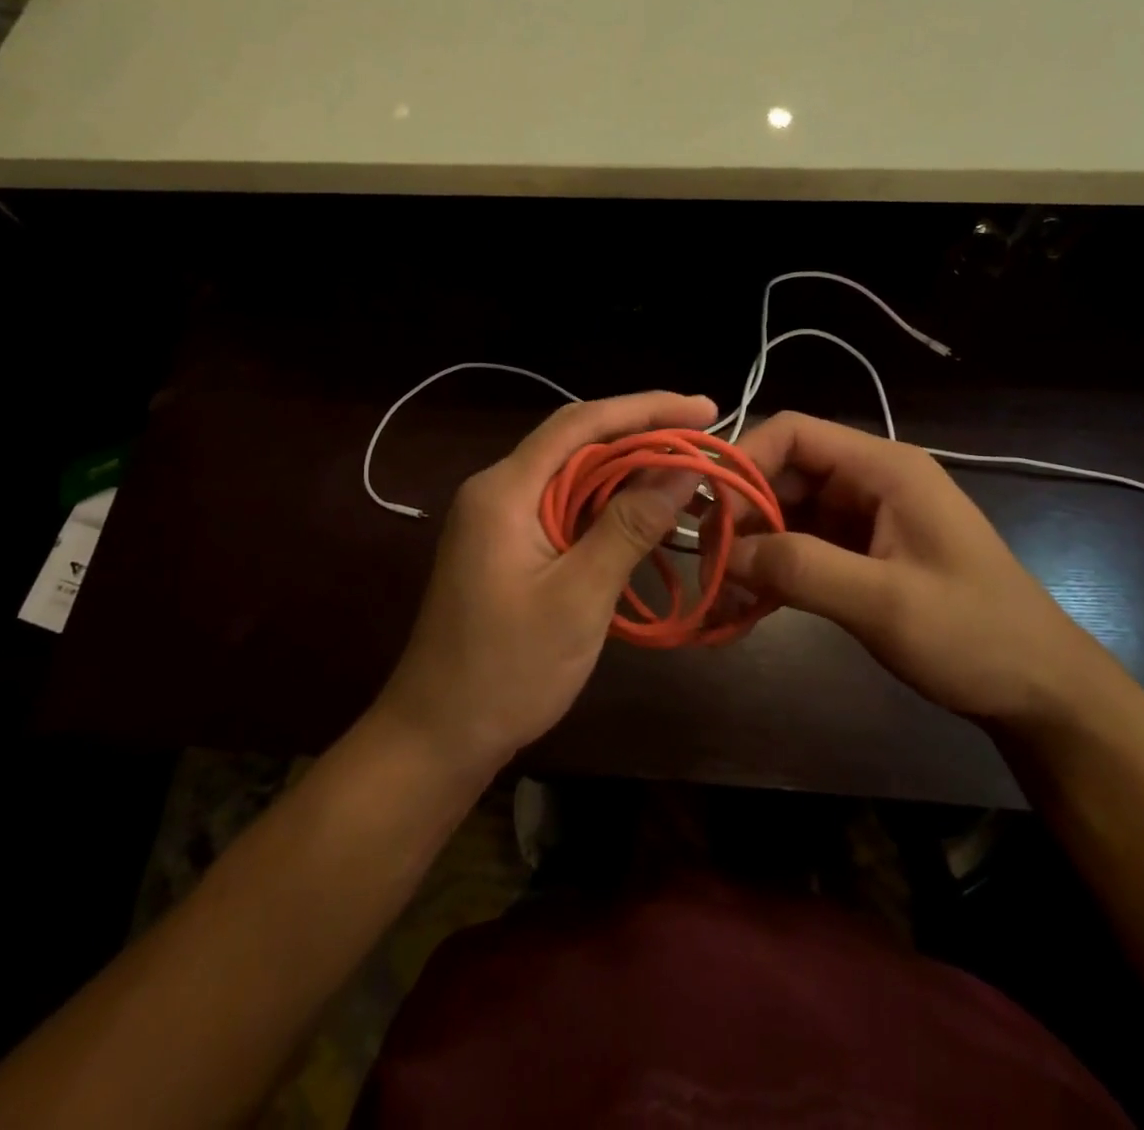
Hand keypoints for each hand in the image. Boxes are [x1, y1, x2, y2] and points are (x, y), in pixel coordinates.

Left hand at [377, 391, 718, 775]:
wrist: (438, 735)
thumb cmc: (508, 670)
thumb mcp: (579, 596)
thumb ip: (630, 525)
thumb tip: (683, 467)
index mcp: (505, 490)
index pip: (581, 424)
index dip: (646, 408)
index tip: (705, 409)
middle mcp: (498, 489)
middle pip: (577, 442)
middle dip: (642, 435)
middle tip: (705, 440)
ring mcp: (499, 518)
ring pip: (572, 474)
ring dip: (627, 470)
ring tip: (687, 471)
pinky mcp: (507, 544)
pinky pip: (564, 506)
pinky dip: (607, 504)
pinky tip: (642, 512)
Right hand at [724, 412, 1107, 723]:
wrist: (1039, 689)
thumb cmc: (975, 635)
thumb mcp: (886, 603)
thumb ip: (802, 568)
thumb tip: (725, 552)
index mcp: (883, 468)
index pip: (794, 433)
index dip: (744, 463)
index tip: (712, 516)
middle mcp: (869, 482)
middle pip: (783, 473)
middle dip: (741, 514)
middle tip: (710, 566)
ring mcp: (864, 519)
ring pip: (786, 514)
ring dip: (752, 548)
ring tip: (720, 594)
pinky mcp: (860, 554)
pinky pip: (801, 549)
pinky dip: (773, 572)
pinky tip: (747, 608)